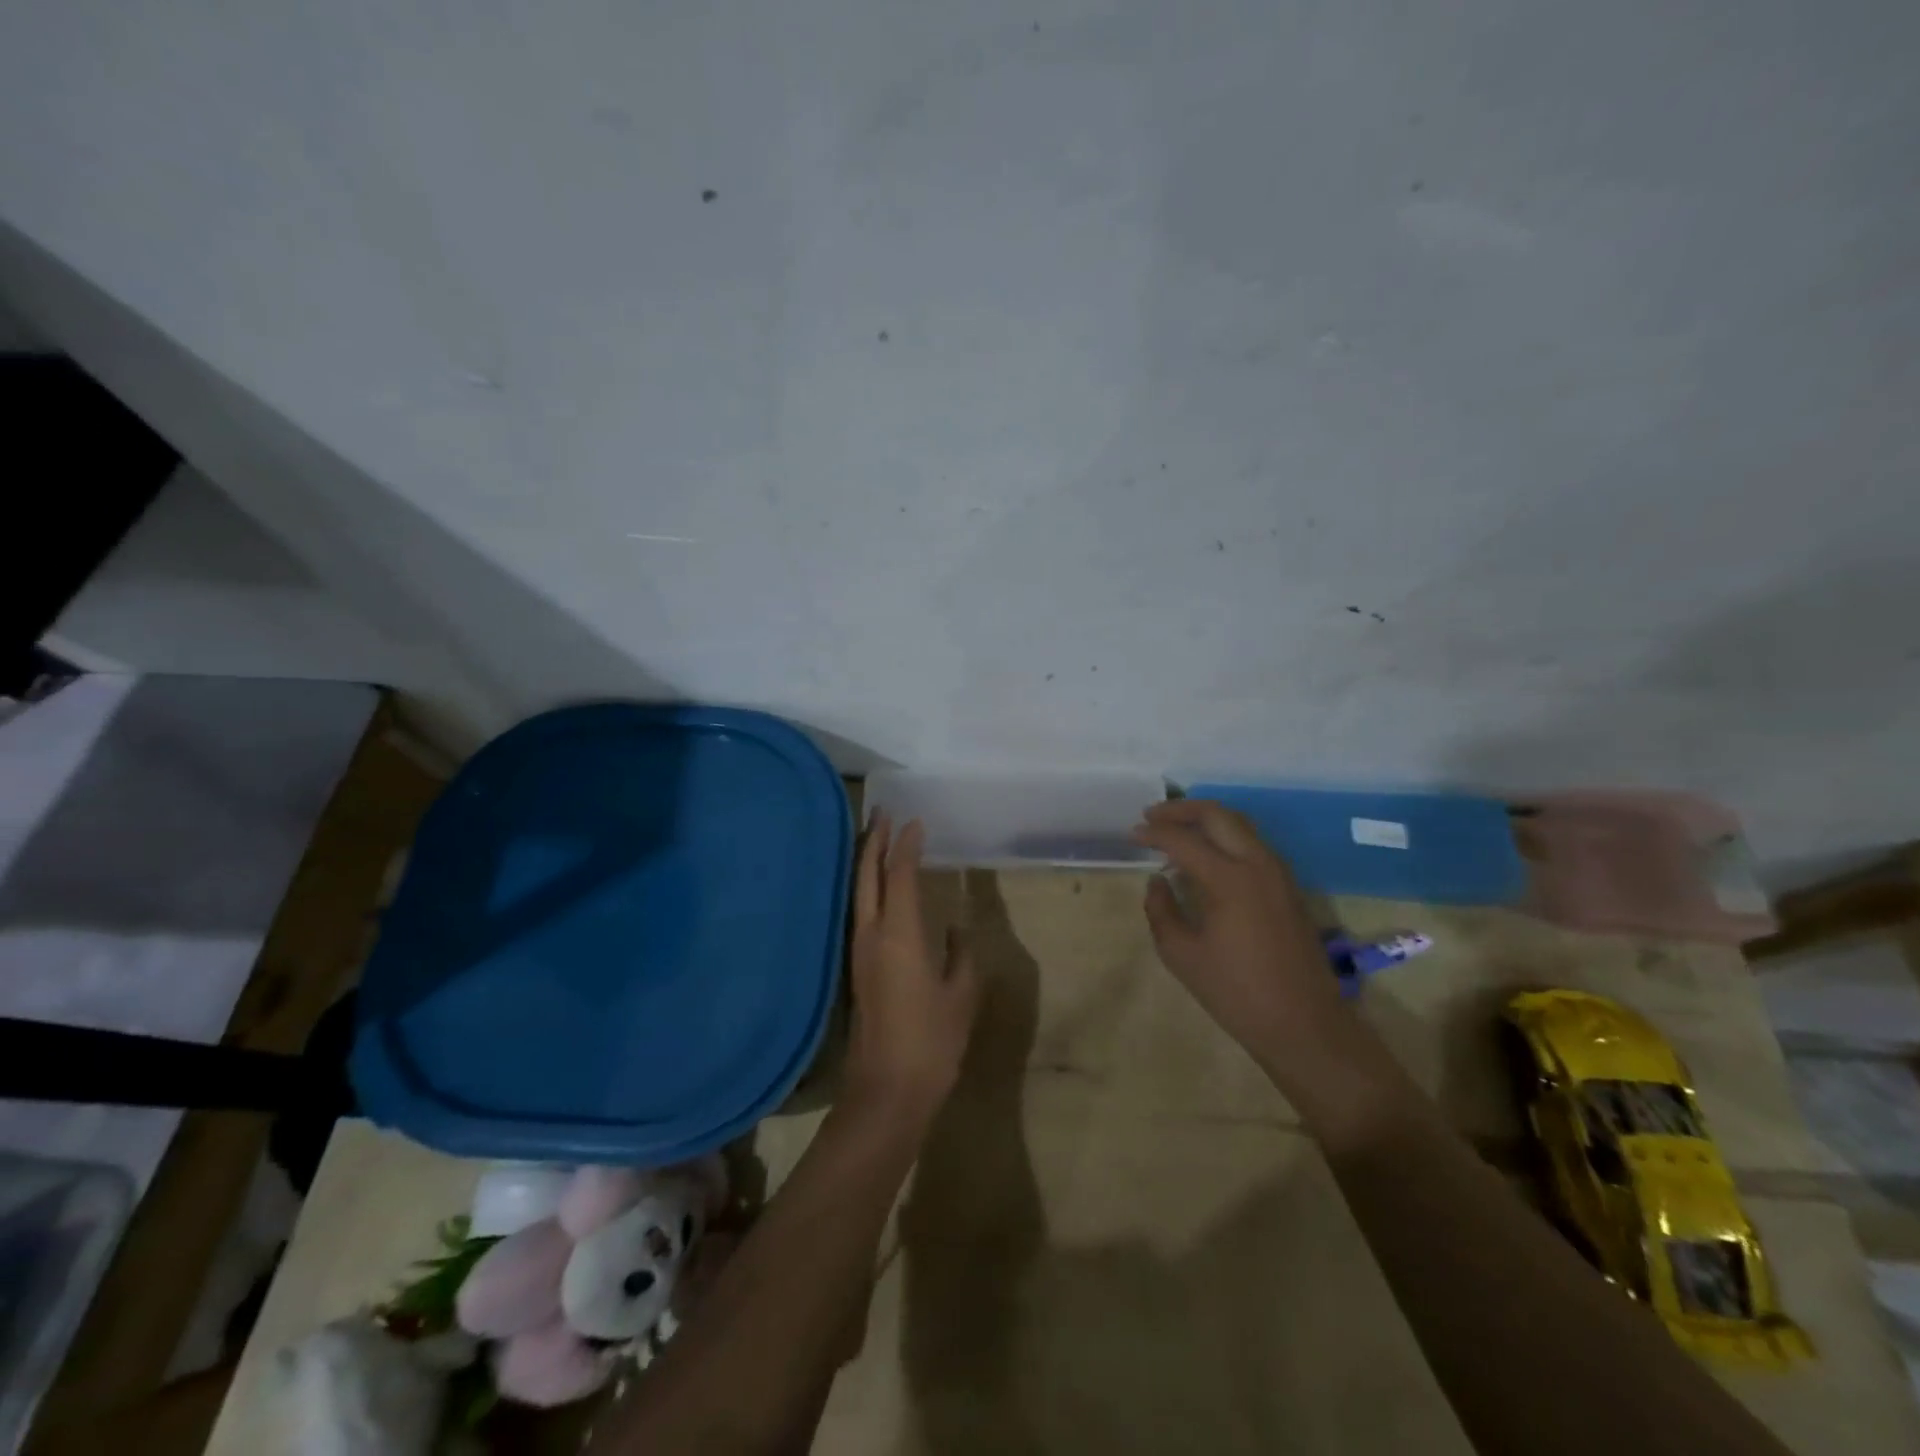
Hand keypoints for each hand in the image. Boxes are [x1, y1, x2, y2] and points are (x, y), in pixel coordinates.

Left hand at [842, 814, 979, 1128]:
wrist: (886, 1091)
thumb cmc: (932, 1042)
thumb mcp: (961, 995)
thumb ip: (960, 954)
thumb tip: (954, 928)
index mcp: (900, 934)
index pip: (899, 874)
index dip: (906, 844)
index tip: (915, 820)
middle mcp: (871, 934)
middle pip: (866, 875)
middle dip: (873, 840)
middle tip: (883, 812)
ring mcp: (858, 951)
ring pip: (857, 892)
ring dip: (866, 861)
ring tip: (877, 838)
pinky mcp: (855, 967)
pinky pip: (858, 911)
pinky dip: (865, 887)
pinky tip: (876, 888)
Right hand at [1133, 799, 1344, 1068]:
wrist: (1304, 1024)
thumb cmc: (1236, 993)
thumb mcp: (1182, 955)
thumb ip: (1161, 910)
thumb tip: (1157, 881)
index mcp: (1229, 880)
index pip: (1183, 840)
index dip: (1153, 833)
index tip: (1131, 835)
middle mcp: (1257, 864)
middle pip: (1218, 815)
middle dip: (1182, 810)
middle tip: (1152, 817)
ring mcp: (1278, 873)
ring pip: (1240, 825)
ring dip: (1206, 820)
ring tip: (1176, 832)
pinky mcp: (1288, 887)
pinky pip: (1253, 844)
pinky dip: (1225, 837)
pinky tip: (1206, 857)